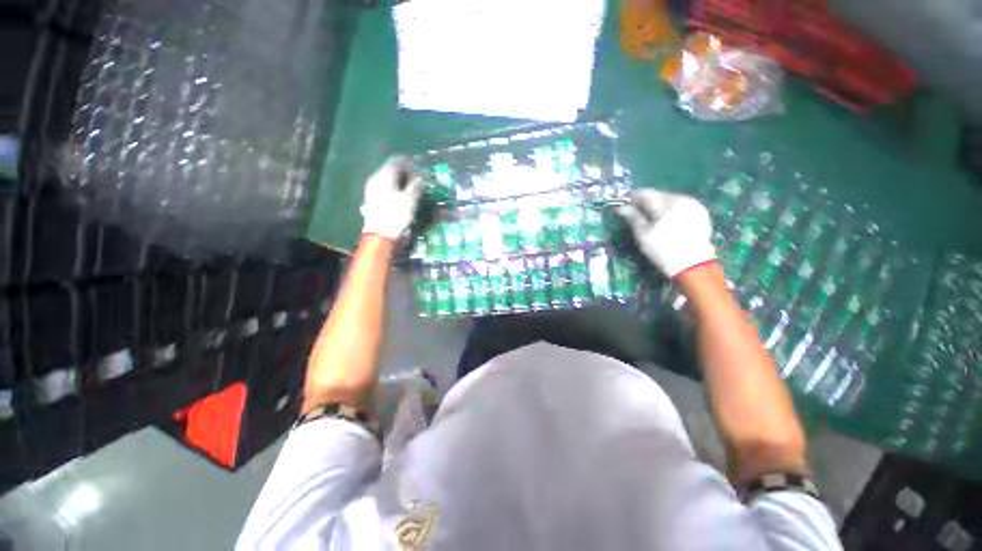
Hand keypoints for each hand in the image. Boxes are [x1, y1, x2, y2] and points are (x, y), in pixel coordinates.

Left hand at [361, 156, 424, 239]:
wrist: (379, 235)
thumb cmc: (396, 215)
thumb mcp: (410, 200)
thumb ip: (416, 186)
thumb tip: (421, 179)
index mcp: (384, 175)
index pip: (397, 160)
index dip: (411, 164)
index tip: (422, 174)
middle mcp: (376, 178)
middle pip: (392, 169)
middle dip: (407, 174)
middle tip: (419, 184)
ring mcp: (372, 189)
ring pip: (389, 179)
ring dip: (402, 183)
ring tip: (413, 192)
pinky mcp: (372, 199)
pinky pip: (386, 188)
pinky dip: (396, 189)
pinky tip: (402, 199)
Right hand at [618, 189, 716, 277]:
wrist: (693, 264)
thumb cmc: (662, 250)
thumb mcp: (643, 235)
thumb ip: (633, 217)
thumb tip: (621, 207)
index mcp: (665, 205)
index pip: (646, 194)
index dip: (633, 196)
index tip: (624, 201)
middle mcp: (681, 200)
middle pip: (659, 195)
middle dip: (647, 200)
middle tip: (636, 208)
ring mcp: (693, 205)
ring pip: (671, 198)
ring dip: (660, 203)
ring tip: (651, 213)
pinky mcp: (701, 212)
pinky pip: (682, 204)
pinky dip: (672, 208)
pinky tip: (667, 217)